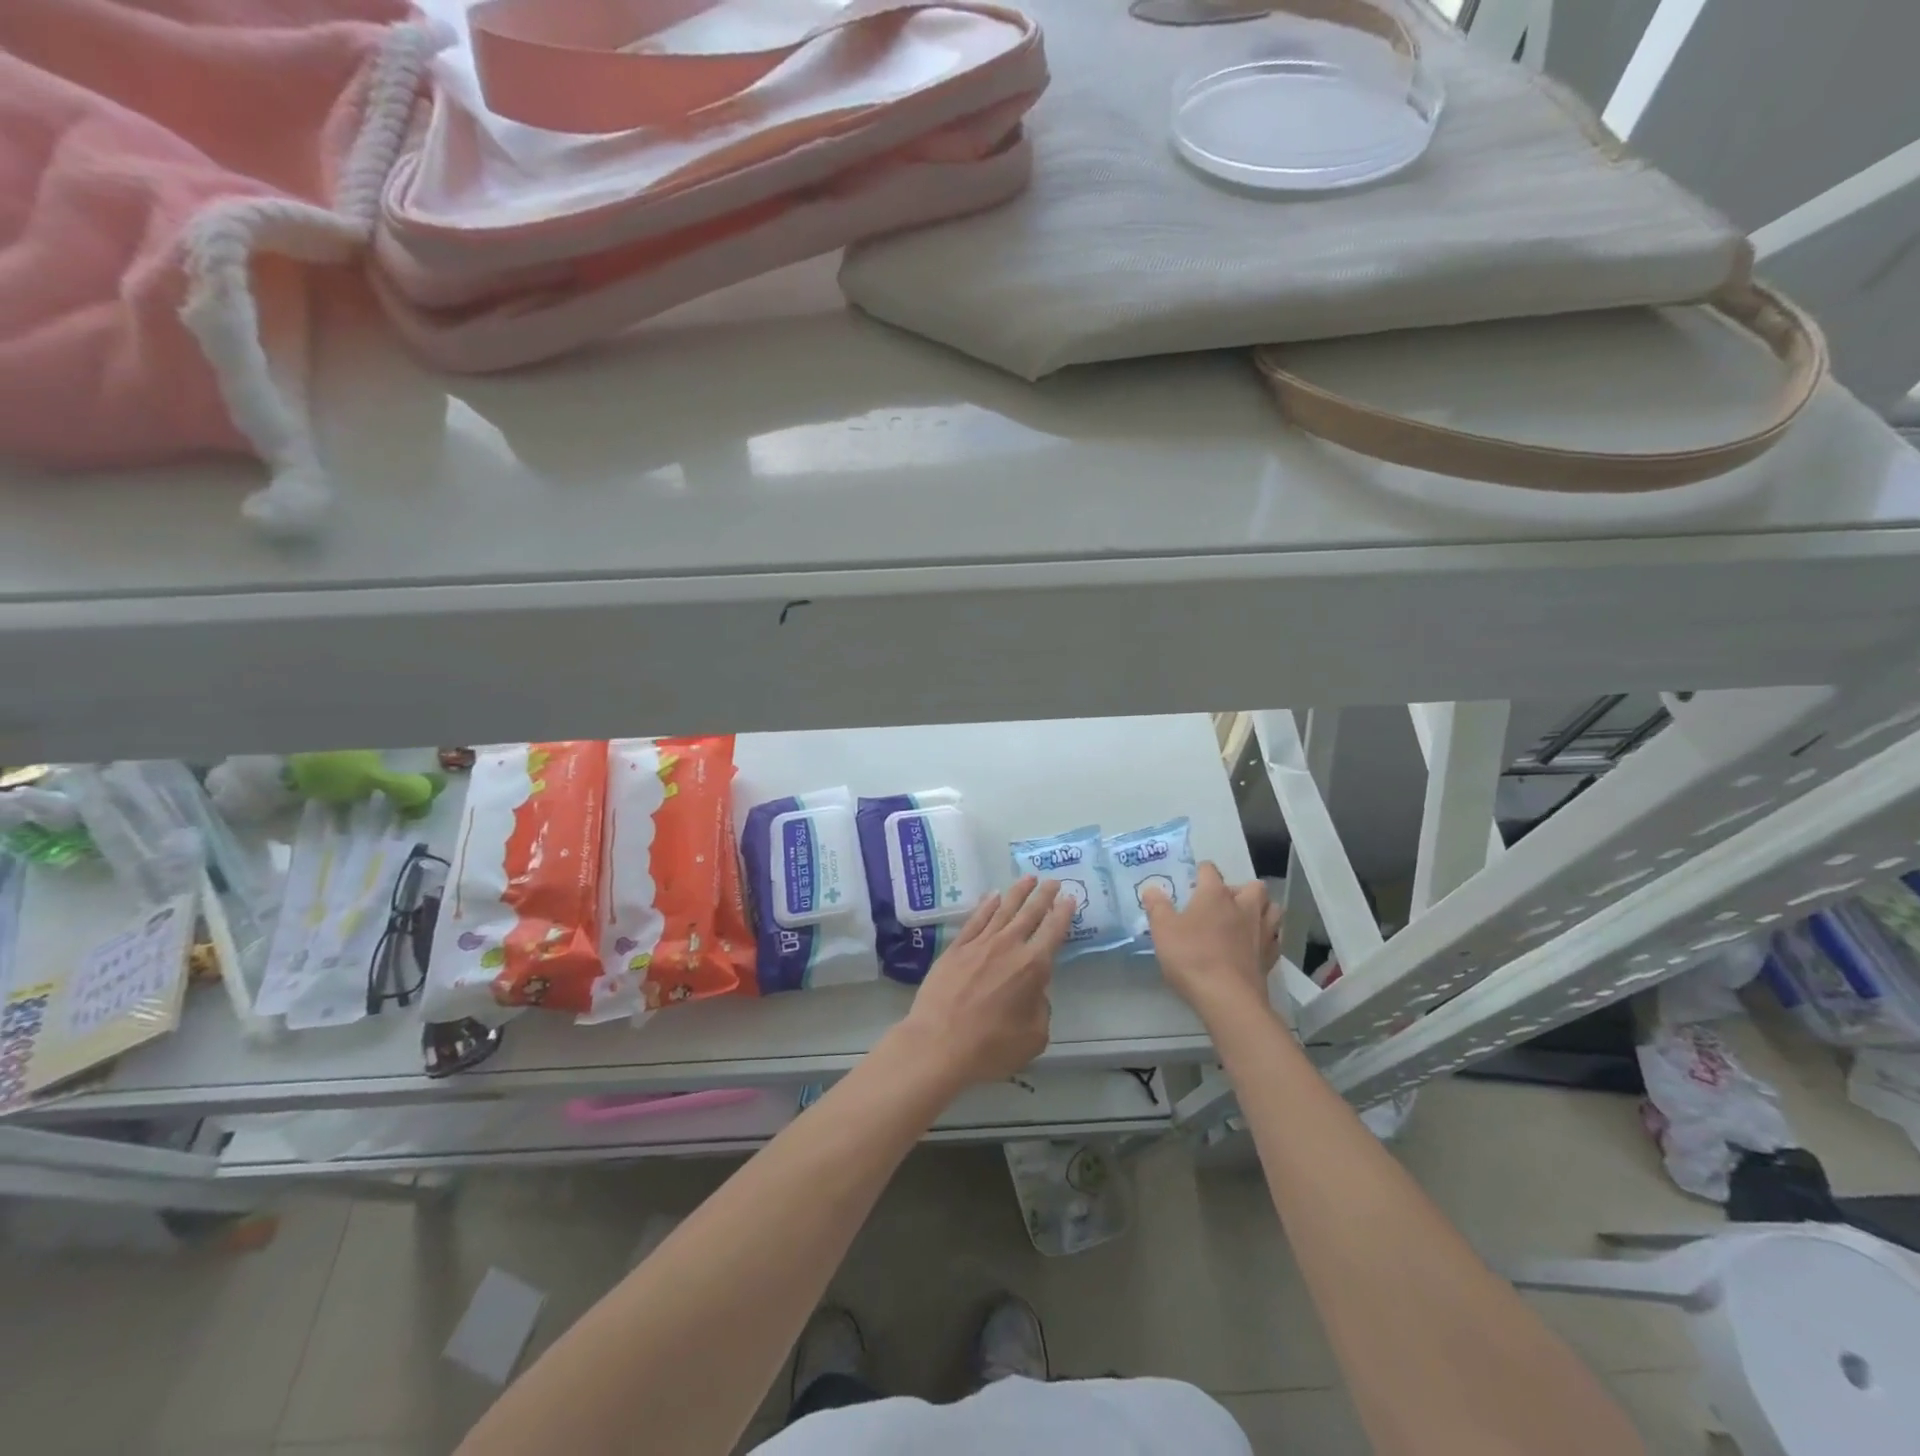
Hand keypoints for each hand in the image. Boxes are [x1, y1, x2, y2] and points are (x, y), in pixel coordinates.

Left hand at [896, 877, 1073, 1088]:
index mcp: (1032, 967)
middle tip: (1053, 880)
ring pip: (1003, 910)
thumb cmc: (991, 1047)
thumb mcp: (1033, 1037)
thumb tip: (1032, 993)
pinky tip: (993, 896)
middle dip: (1044, 895)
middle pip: (1030, 913)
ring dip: (1018, 892)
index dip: (1063, 913)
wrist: (938, 1044)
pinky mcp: (956, 949)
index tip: (1070, 898)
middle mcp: (1008, 947)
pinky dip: (986, 905)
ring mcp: (979, 944)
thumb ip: (1040, 1008)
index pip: (1053, 931)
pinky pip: (975, 920)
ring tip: (1028, 878)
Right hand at [1144, 862, 1280, 1019]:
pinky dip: (1267, 937)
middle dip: (1241, 889)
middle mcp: (1244, 907)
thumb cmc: (1191, 956)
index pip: (1210, 870)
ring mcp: (1262, 931)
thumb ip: (1157, 907)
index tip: (1192, 882)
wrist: (1227, 998)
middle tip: (1223, 903)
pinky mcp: (1271, 956)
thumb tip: (1152, 889)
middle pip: (1254, 886)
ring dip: (1261, 909)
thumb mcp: (1163, 930)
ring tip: (1244, 920)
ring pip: (1272, 909)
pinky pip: (1274, 938)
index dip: (1200, 872)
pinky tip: (1253, 946)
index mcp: (1216, 895)